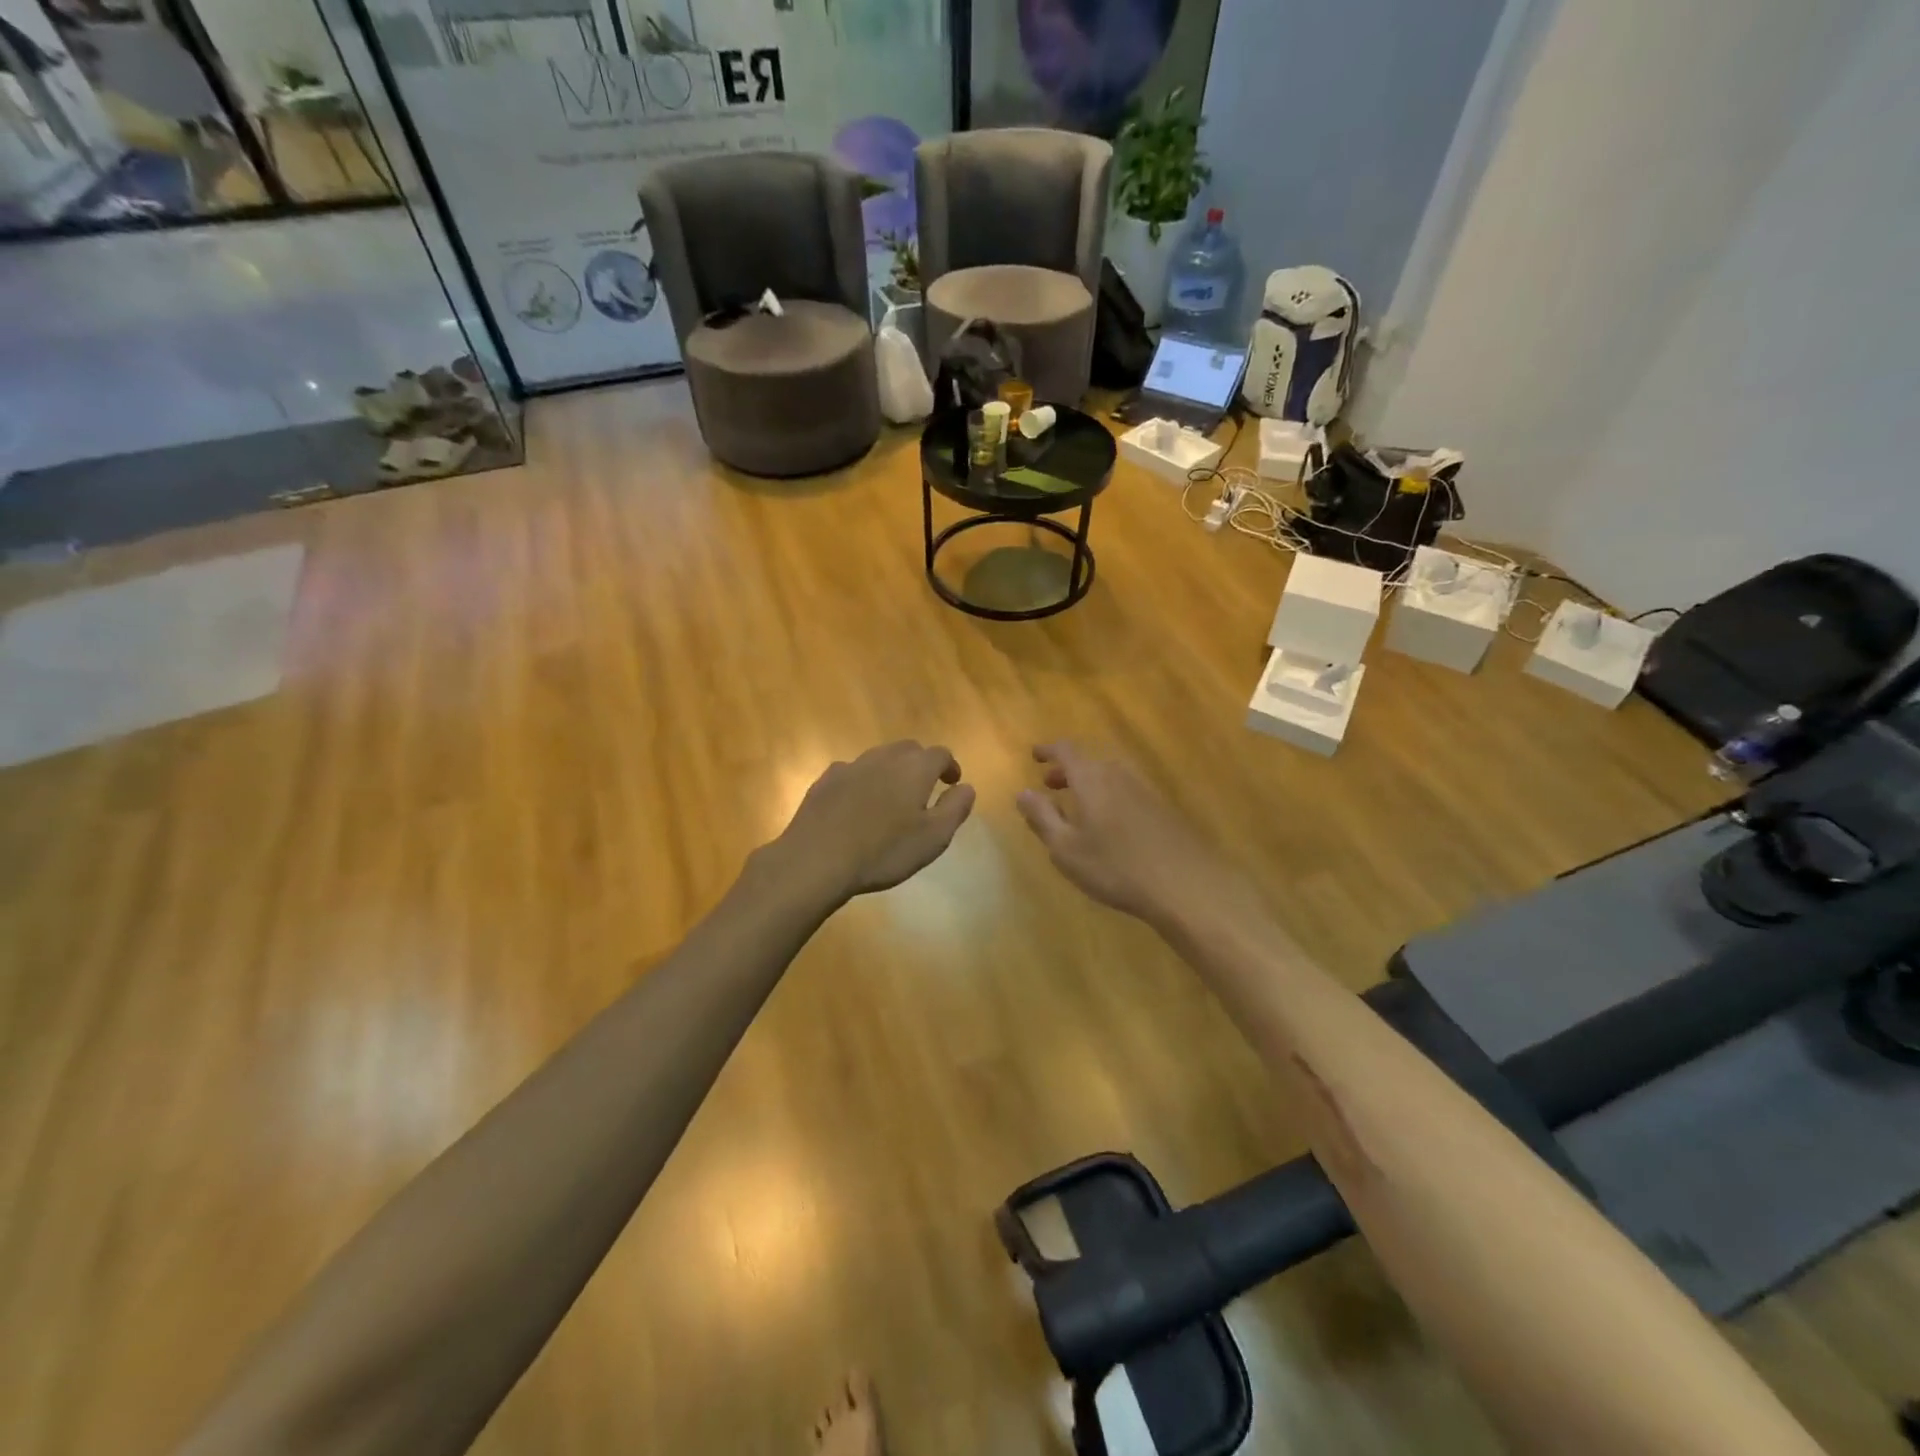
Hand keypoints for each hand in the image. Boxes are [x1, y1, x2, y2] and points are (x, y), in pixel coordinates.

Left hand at [772, 741, 975, 900]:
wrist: (817, 859)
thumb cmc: (884, 851)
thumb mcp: (934, 837)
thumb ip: (955, 808)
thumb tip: (966, 787)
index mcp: (914, 768)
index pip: (940, 754)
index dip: (949, 766)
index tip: (952, 782)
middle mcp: (883, 758)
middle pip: (908, 749)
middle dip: (921, 763)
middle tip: (925, 786)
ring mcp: (850, 767)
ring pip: (878, 758)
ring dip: (891, 770)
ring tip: (892, 796)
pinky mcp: (824, 781)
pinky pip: (852, 773)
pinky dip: (863, 781)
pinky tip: (858, 803)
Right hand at [1015, 742, 1229, 925]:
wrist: (1186, 884)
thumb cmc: (1115, 867)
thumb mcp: (1066, 848)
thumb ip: (1042, 817)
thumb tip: (1022, 793)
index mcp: (1092, 779)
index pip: (1066, 751)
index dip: (1048, 750)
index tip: (1035, 756)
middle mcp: (1119, 775)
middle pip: (1090, 761)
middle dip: (1067, 771)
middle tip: (1050, 785)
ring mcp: (1146, 790)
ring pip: (1110, 775)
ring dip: (1090, 783)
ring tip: (1077, 806)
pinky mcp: (1163, 808)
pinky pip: (1127, 790)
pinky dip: (1109, 796)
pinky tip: (1109, 824)